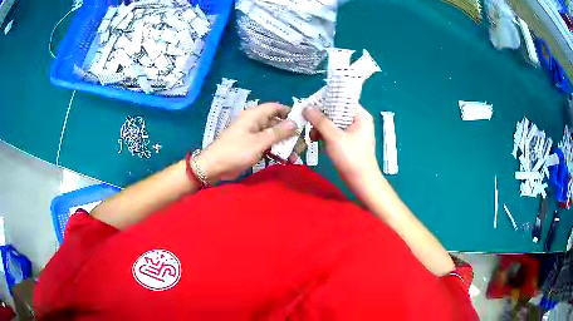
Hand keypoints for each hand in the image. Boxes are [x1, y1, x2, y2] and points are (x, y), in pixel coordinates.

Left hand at [197, 103, 296, 182]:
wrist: (214, 167)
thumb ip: (277, 132)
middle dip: (289, 133)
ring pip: (273, 135)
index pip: (275, 107)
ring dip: (284, 144)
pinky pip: (267, 145)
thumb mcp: (259, 142)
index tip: (303, 121)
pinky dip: (276, 151)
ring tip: (296, 154)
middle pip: (276, 123)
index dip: (289, 112)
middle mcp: (254, 122)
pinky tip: (286, 160)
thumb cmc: (235, 151)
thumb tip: (294, 123)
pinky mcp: (251, 146)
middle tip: (302, 143)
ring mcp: (253, 135)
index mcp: (254, 115)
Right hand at [303, 106, 381, 189]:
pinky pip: (334, 132)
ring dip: (321, 127)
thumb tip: (306, 106)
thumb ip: (320, 120)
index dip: (327, 100)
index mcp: (360, 115)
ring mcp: (353, 131)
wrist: (361, 181)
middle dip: (321, 117)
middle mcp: (358, 120)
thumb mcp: (334, 137)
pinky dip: (324, 135)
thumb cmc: (351, 157)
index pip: (343, 99)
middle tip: (309, 122)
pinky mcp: (347, 141)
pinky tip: (316, 140)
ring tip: (312, 136)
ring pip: (333, 122)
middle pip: (336, 111)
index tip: (311, 104)